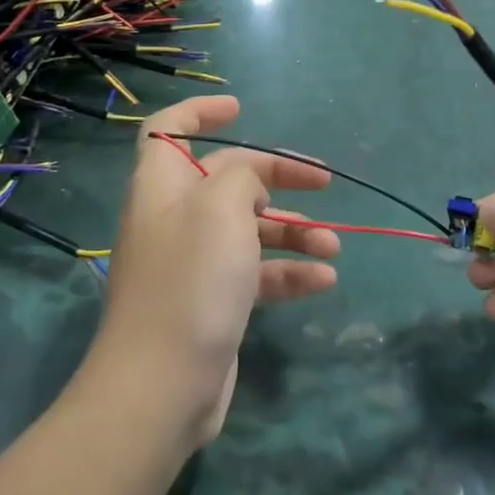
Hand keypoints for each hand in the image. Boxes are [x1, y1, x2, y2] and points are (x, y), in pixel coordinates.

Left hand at [93, 95, 337, 446]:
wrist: (162, 385)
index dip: (199, 112)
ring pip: (249, 229)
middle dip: (276, 176)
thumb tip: (248, 182)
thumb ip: (241, 174)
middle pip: (228, 179)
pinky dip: (289, 273)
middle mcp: (175, 217)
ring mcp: (194, 263)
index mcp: (163, 185)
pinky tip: (324, 281)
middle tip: (323, 181)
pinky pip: (256, 273)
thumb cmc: (190, 280)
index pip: (168, 130)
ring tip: (333, 246)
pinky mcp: (213, 301)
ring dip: (294, 232)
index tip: (241, 109)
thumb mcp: (221, 206)